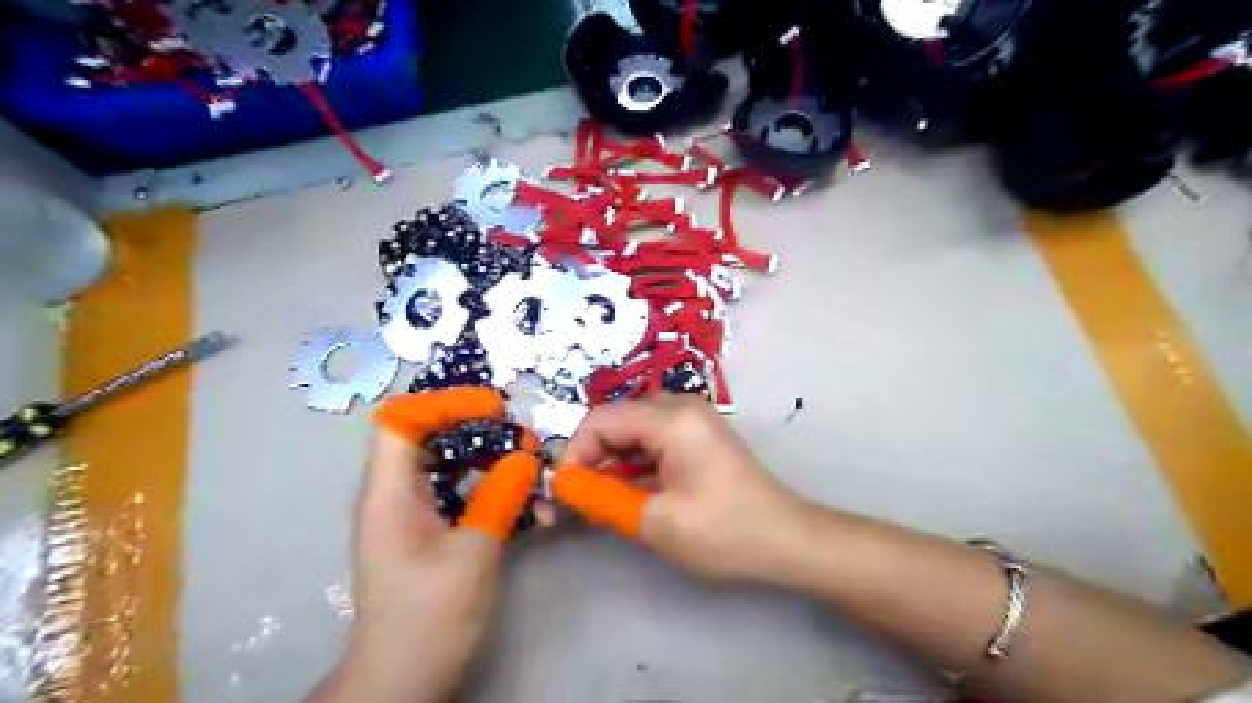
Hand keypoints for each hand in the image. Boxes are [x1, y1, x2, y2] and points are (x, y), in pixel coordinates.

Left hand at [307, 391, 537, 702]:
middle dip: (481, 430)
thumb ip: (500, 497)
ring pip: (453, 465)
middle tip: (525, 440)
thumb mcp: (473, 553)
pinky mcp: (433, 531)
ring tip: (534, 469)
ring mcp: (414, 513)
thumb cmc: (429, 618)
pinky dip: (495, 491)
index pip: (402, 420)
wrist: (403, 680)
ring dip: (494, 461)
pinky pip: (464, 493)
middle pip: (431, 436)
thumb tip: (525, 457)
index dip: (445, 403)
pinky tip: (531, 509)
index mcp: (390, 493)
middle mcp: (396, 494)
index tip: (494, 408)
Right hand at [567, 394, 812, 581]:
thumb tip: (561, 486)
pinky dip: (632, 467)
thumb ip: (601, 498)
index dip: (574, 454)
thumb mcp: (655, 521)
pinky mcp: (696, 436)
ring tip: (599, 503)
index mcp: (671, 418)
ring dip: (609, 465)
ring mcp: (690, 419)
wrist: (787, 540)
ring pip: (630, 434)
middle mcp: (679, 406)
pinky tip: (628, 495)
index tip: (564, 493)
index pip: (600, 420)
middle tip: (574, 503)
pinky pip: (649, 442)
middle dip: (590, 460)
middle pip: (615, 423)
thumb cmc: (724, 532)